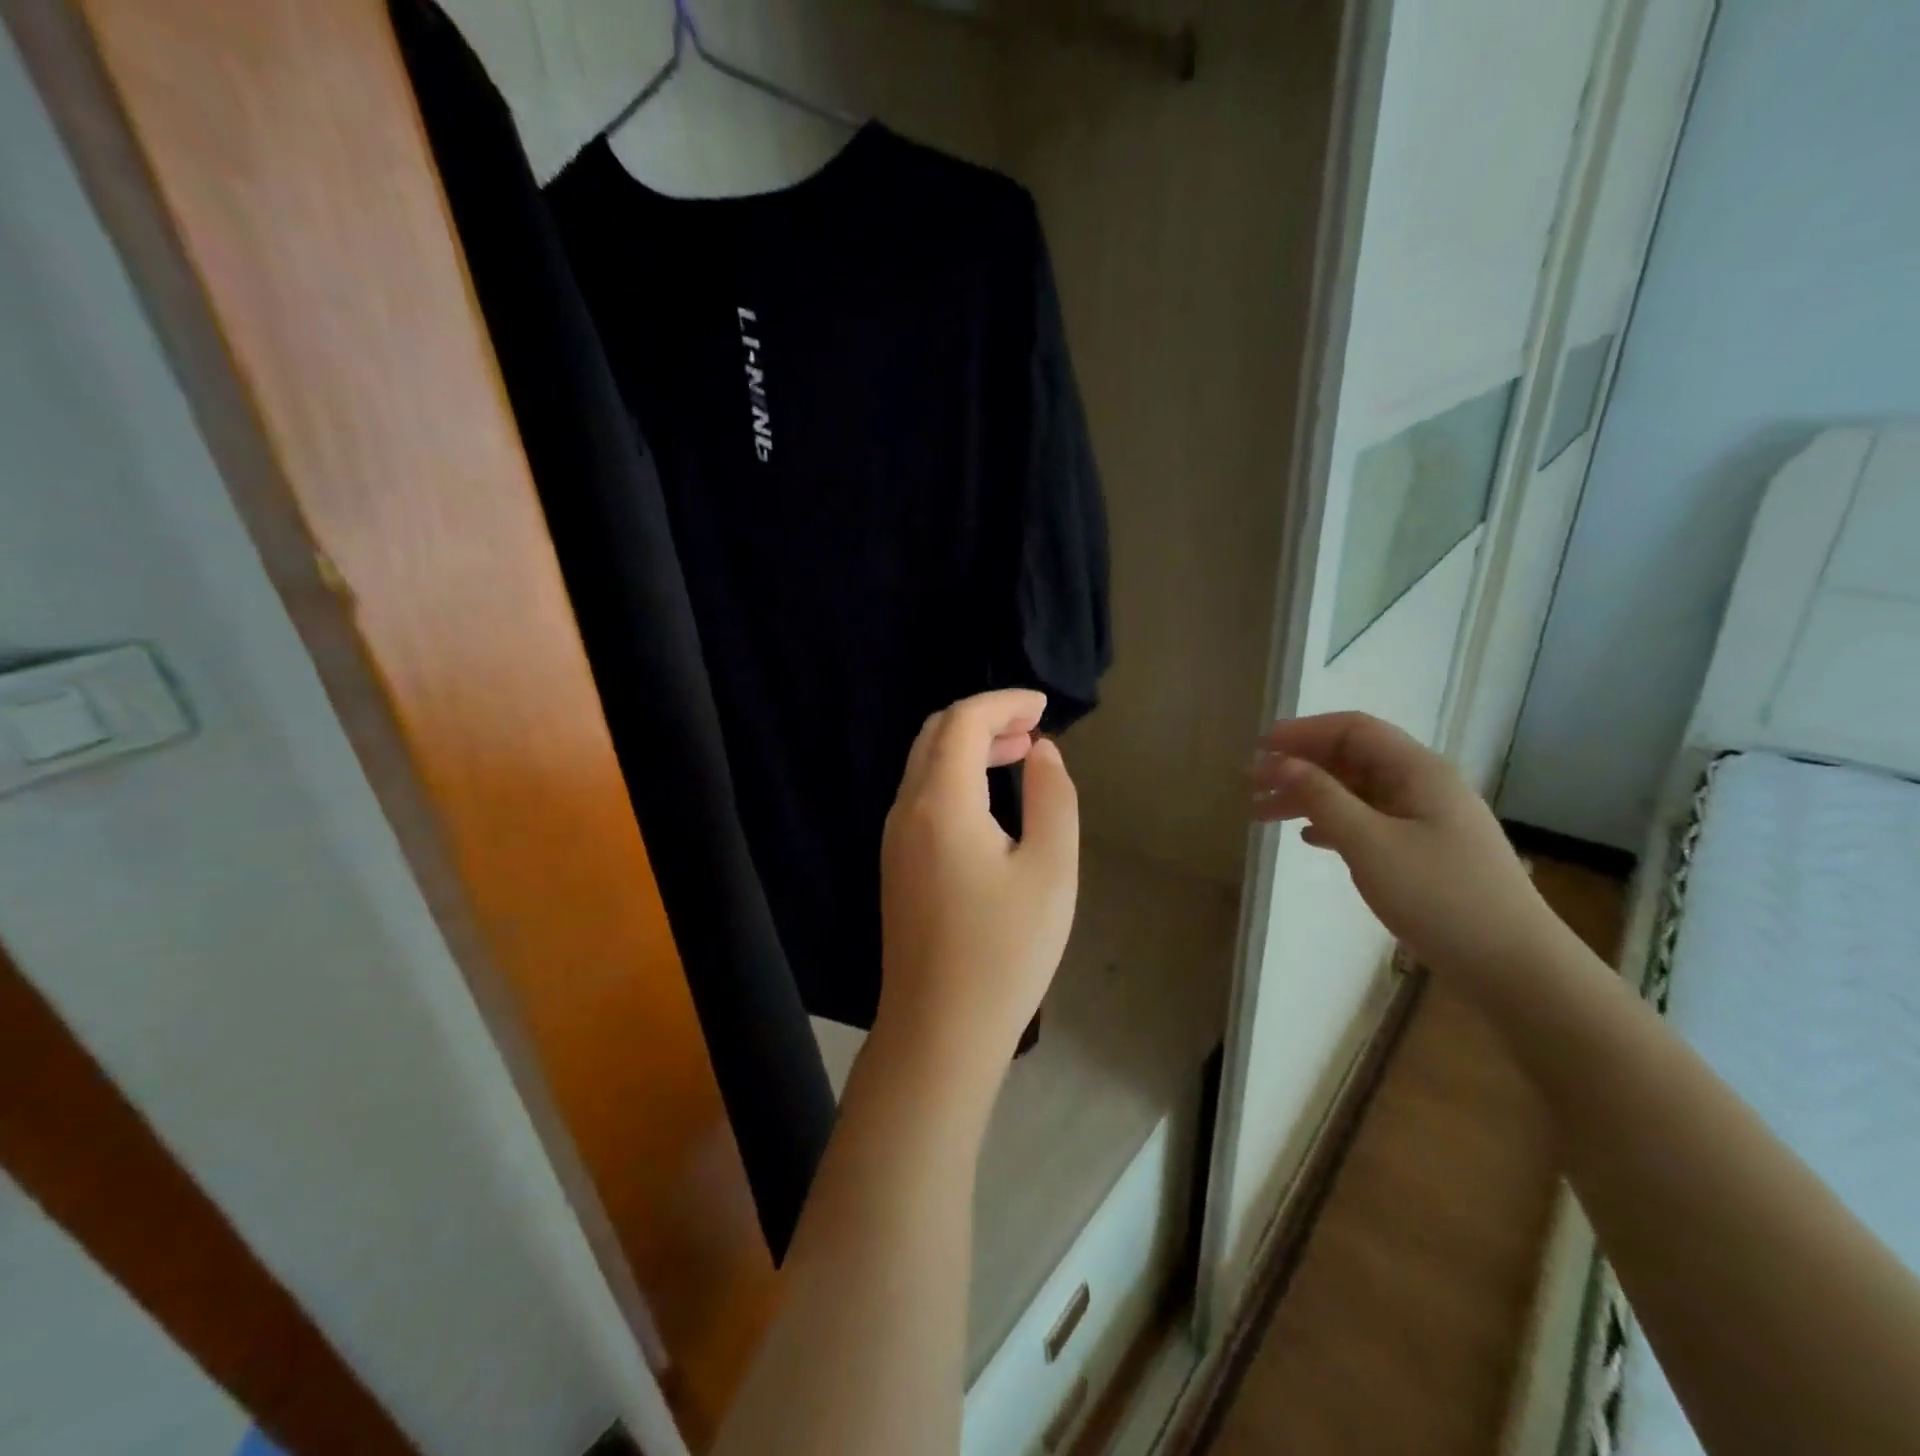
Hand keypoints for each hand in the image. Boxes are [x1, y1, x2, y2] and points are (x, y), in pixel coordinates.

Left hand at [877, 690, 1080, 1079]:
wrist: (940, 1029)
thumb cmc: (1005, 952)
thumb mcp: (1051, 870)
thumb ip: (1053, 798)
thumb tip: (1042, 752)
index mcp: (942, 803)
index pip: (964, 721)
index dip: (1004, 702)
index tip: (1044, 706)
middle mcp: (906, 810)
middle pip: (936, 735)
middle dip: (985, 718)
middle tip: (1034, 727)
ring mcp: (894, 838)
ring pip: (925, 765)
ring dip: (969, 747)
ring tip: (1020, 754)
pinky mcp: (896, 864)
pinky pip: (922, 796)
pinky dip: (955, 777)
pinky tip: (989, 799)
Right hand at [1251, 713, 1563, 980]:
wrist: (1514, 967)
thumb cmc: (1440, 897)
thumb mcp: (1370, 844)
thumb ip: (1322, 798)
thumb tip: (1279, 762)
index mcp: (1418, 771)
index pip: (1353, 729)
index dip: (1303, 732)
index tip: (1258, 749)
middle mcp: (1423, 785)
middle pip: (1351, 758)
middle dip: (1299, 765)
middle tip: (1251, 785)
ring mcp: (1426, 819)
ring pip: (1356, 791)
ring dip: (1309, 796)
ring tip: (1263, 813)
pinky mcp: (1424, 851)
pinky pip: (1368, 820)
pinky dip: (1332, 822)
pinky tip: (1308, 838)